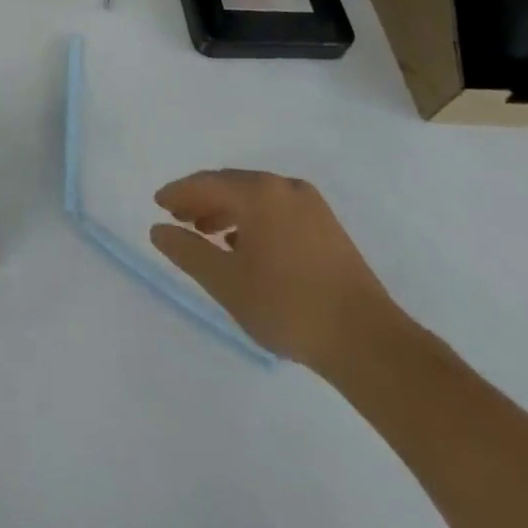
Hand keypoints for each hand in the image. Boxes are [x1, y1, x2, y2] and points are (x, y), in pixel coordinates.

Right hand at [149, 170, 401, 371]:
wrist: (369, 343)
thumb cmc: (288, 306)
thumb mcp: (226, 282)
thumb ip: (187, 251)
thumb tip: (158, 229)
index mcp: (258, 193)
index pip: (205, 183)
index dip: (178, 193)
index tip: (158, 205)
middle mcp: (284, 188)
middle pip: (231, 185)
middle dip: (202, 200)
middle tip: (179, 218)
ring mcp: (311, 206)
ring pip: (256, 198)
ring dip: (227, 211)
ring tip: (208, 235)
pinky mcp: (329, 228)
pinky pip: (277, 211)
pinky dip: (254, 221)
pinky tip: (246, 247)